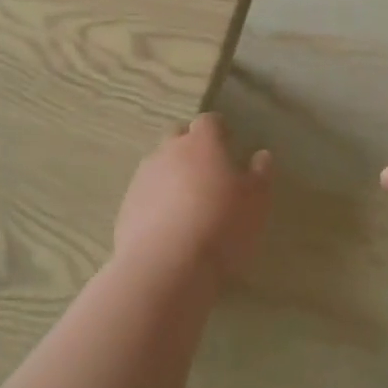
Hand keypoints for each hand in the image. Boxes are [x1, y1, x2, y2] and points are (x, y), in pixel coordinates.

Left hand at [114, 113, 272, 284]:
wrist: (165, 267)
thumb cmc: (221, 226)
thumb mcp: (256, 203)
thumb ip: (260, 175)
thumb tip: (261, 155)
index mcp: (202, 143)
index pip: (209, 121)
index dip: (219, 130)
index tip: (229, 143)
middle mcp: (168, 151)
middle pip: (178, 136)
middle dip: (191, 146)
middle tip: (208, 170)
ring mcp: (143, 177)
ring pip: (159, 164)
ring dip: (172, 174)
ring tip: (188, 201)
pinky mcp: (126, 206)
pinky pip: (145, 193)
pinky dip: (156, 200)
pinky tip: (168, 225)